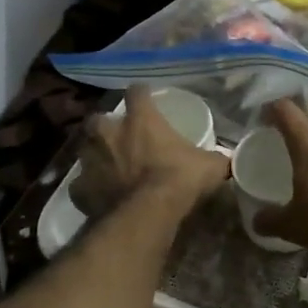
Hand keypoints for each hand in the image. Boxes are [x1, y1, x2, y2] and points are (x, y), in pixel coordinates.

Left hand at [72, 86, 229, 216]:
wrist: (146, 215)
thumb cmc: (179, 180)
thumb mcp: (210, 167)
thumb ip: (216, 159)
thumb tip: (228, 160)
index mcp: (141, 120)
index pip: (137, 93)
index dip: (141, 94)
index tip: (146, 98)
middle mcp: (109, 133)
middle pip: (99, 119)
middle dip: (106, 126)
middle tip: (120, 137)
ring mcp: (90, 160)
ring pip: (85, 149)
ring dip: (95, 155)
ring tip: (109, 167)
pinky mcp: (79, 189)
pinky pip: (82, 184)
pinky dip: (90, 188)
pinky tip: (101, 195)